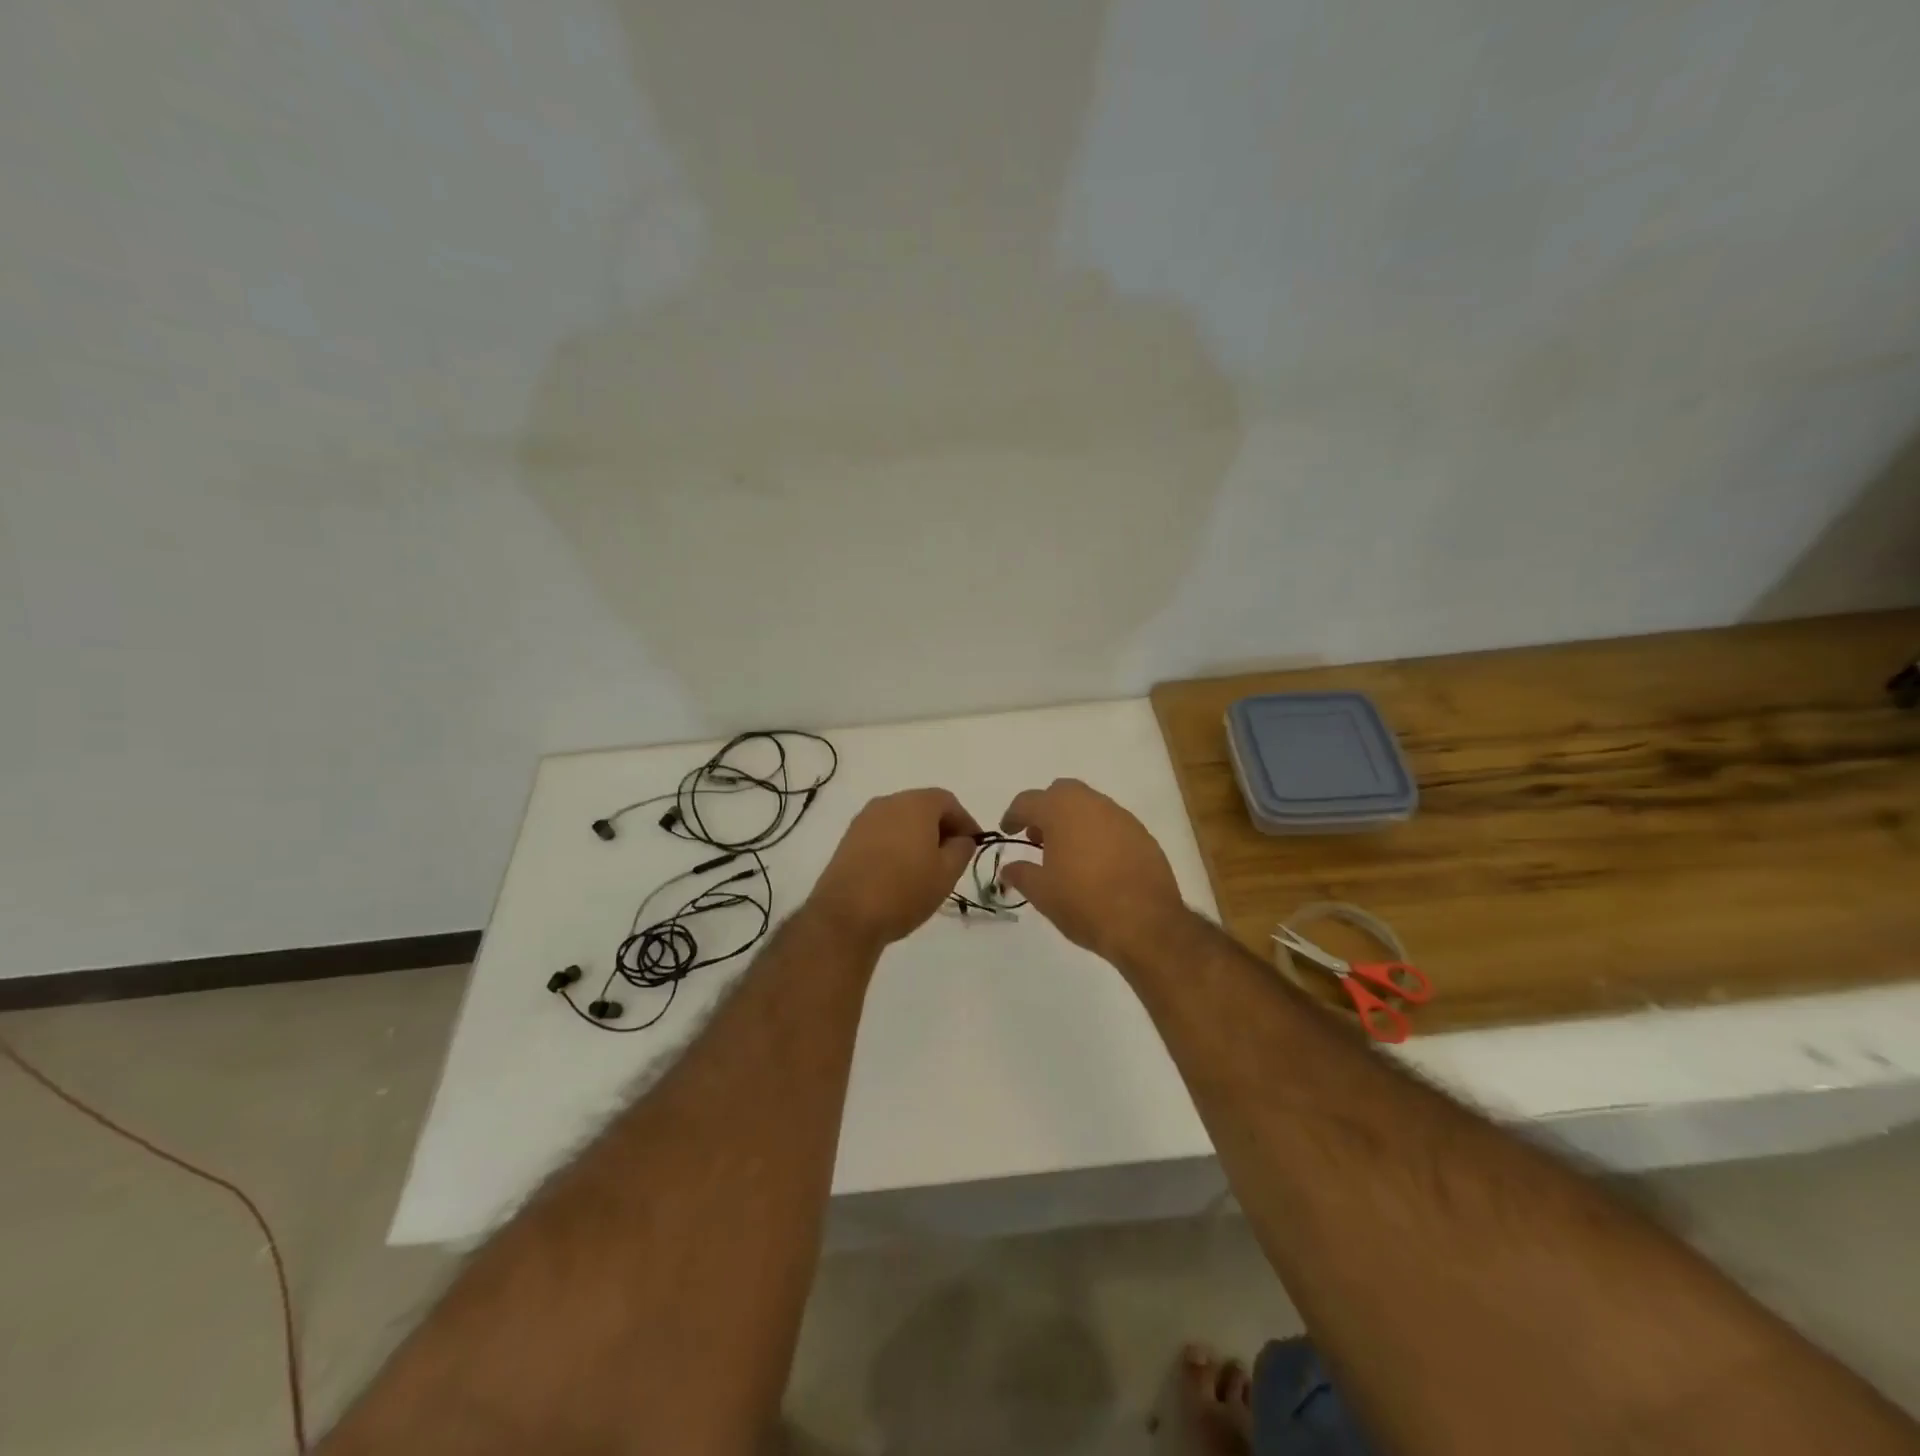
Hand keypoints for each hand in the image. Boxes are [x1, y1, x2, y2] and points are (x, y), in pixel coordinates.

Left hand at [808, 788, 980, 949]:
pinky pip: (882, 833)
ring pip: (900, 820)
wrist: (846, 915)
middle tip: (953, 855)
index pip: (948, 802)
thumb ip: (961, 849)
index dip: (965, 822)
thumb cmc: (904, 890)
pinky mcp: (848, 839)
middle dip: (941, 827)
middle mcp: (888, 802)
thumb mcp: (947, 873)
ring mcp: (864, 820)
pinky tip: (900, 871)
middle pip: (922, 807)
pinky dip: (896, 844)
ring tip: (927, 866)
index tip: (974, 845)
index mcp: (916, 804)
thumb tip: (961, 839)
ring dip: (917, 836)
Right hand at [997, 778, 1187, 963]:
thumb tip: (1008, 868)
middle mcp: (1092, 804)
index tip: (1008, 831)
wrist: (1146, 923)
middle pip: (1062, 792)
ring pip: (1090, 805)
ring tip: (1067, 853)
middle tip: (1038, 838)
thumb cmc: (1084, 903)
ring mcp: (1122, 817)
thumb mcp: (1042, 893)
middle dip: (1046, 810)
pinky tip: (1096, 863)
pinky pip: (1112, 824)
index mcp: (1061, 810)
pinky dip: (1098, 834)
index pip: (1027, 801)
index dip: (1013, 815)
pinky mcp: (1143, 835)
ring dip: (1073, 820)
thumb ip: (1021, 874)